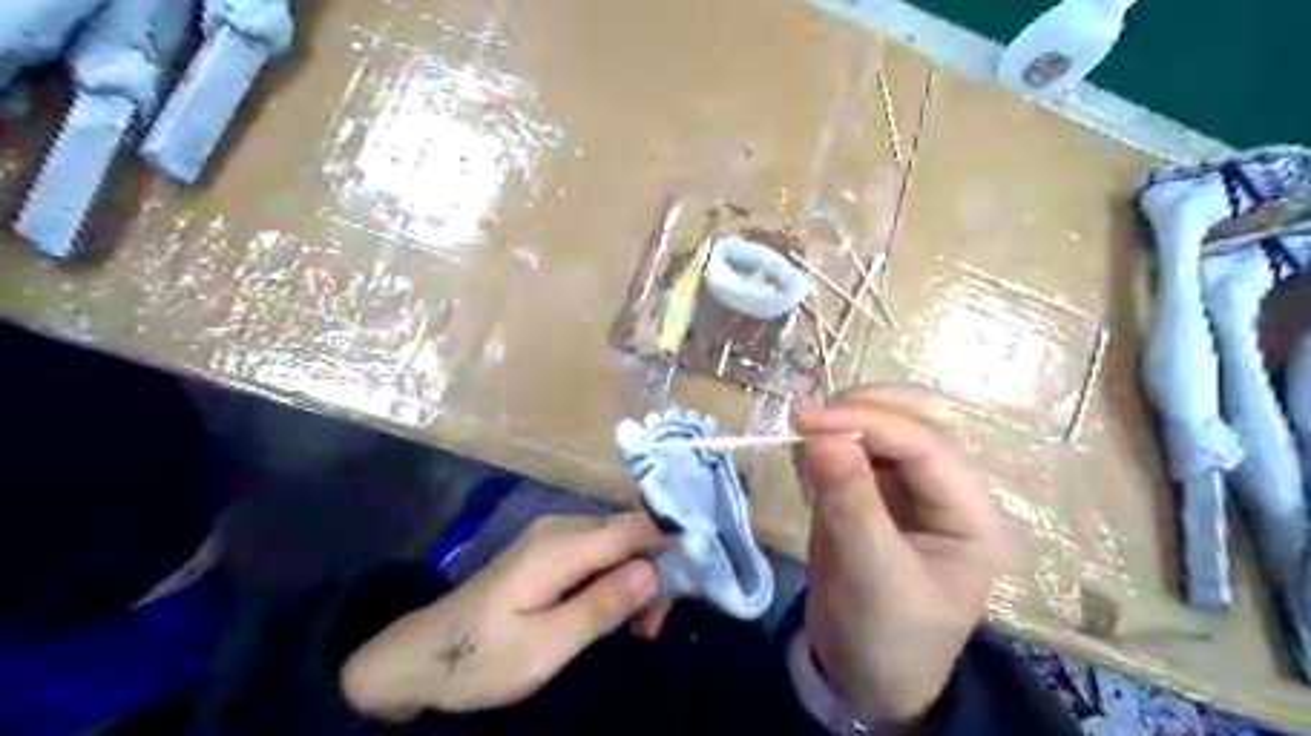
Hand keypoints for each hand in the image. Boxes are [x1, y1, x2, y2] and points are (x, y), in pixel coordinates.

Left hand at [338, 511, 667, 717]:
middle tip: (656, 626)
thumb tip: (654, 570)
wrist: (420, 656)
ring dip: (639, 577)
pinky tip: (616, 609)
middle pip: (631, 531)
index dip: (673, 544)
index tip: (696, 582)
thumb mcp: (543, 647)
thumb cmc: (480, 658)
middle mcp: (562, 527)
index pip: (635, 526)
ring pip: (619, 541)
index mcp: (560, 546)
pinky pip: (600, 550)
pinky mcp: (550, 548)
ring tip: (639, 628)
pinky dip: (618, 577)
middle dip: (657, 570)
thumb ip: (600, 606)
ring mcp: (554, 534)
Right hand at [787, 390, 1007, 725]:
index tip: (803, 421)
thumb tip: (820, 437)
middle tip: (805, 422)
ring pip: (880, 428)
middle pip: (912, 419)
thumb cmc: (885, 637)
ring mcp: (907, 488)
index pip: (923, 444)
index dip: (865, 422)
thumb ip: (850, 503)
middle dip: (859, 410)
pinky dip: (827, 446)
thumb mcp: (872, 576)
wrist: (865, 678)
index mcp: (969, 513)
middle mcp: (944, 490)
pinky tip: (808, 467)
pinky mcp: (874, 493)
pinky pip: (853, 450)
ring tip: (803, 444)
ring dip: (841, 424)